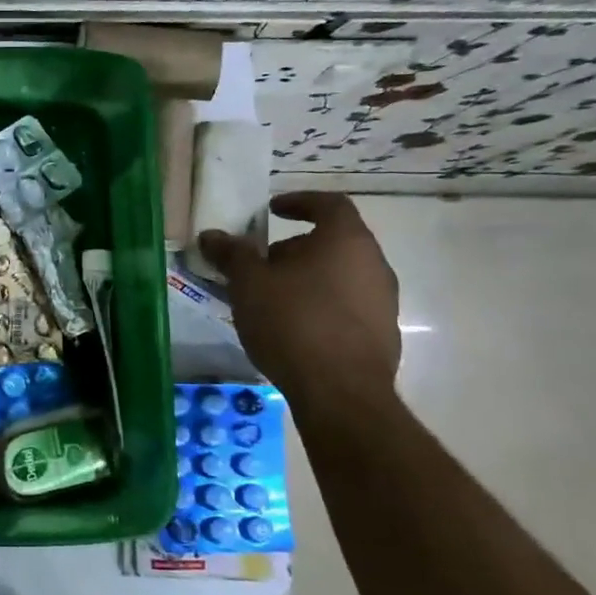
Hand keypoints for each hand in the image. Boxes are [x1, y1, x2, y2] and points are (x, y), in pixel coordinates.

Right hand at [197, 192, 400, 409]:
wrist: (340, 392)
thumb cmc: (293, 322)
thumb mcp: (249, 284)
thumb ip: (232, 255)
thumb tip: (211, 235)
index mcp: (346, 240)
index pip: (329, 203)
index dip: (299, 202)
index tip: (272, 210)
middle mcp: (374, 264)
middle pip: (334, 242)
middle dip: (295, 248)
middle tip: (261, 264)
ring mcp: (384, 301)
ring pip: (340, 276)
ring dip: (307, 279)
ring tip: (272, 299)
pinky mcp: (383, 334)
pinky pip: (347, 306)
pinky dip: (321, 306)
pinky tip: (293, 329)